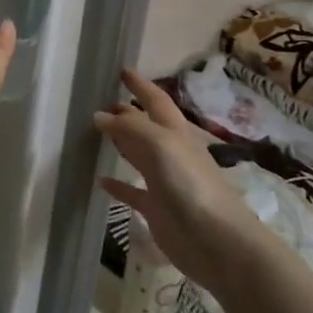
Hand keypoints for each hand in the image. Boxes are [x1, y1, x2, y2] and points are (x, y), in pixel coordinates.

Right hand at [94, 69, 266, 291]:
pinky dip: (117, 184)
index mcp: (175, 134)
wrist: (217, 242)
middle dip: (126, 113)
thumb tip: (100, 115)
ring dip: (120, 143)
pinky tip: (99, 180)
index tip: (122, 70)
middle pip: (145, 127)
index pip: (156, 101)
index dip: (141, 85)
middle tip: (100, 102)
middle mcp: (170, 153)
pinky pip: (132, 191)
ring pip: (137, 156)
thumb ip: (130, 128)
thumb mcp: (162, 145)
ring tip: (95, 133)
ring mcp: (163, 182)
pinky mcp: (156, 209)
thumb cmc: (192, 186)